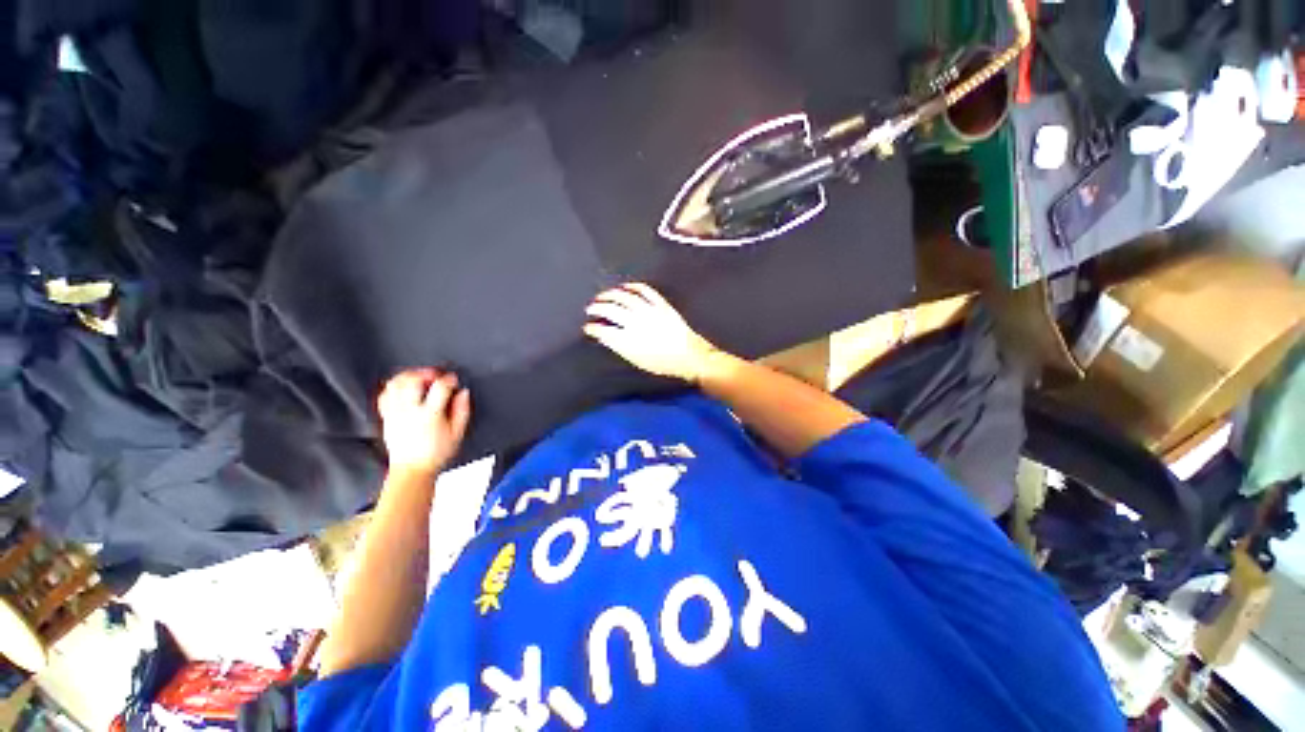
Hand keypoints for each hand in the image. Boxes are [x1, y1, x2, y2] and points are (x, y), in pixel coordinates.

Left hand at [377, 369, 470, 475]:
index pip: (440, 388)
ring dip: (408, 376)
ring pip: (395, 385)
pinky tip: (404, 387)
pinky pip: (385, 395)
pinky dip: (394, 386)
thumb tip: (463, 393)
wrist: (413, 469)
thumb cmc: (436, 453)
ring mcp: (396, 413)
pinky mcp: (387, 417)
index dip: (449, 379)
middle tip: (435, 374)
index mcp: (430, 415)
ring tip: (419, 377)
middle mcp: (410, 412)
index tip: (454, 380)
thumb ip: (462, 410)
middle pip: (413, 381)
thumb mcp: (458, 433)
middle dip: (426, 373)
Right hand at [583, 283, 721, 382]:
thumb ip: (619, 346)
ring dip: (611, 294)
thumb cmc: (662, 363)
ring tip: (602, 296)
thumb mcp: (637, 360)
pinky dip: (633, 286)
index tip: (588, 327)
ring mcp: (650, 311)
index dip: (593, 328)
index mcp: (630, 340)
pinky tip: (625, 287)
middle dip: (597, 307)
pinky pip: (645, 290)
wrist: (689, 356)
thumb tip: (604, 336)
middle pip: (611, 310)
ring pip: (625, 297)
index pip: (604, 330)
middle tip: (590, 308)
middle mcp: (637, 323)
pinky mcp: (661, 304)